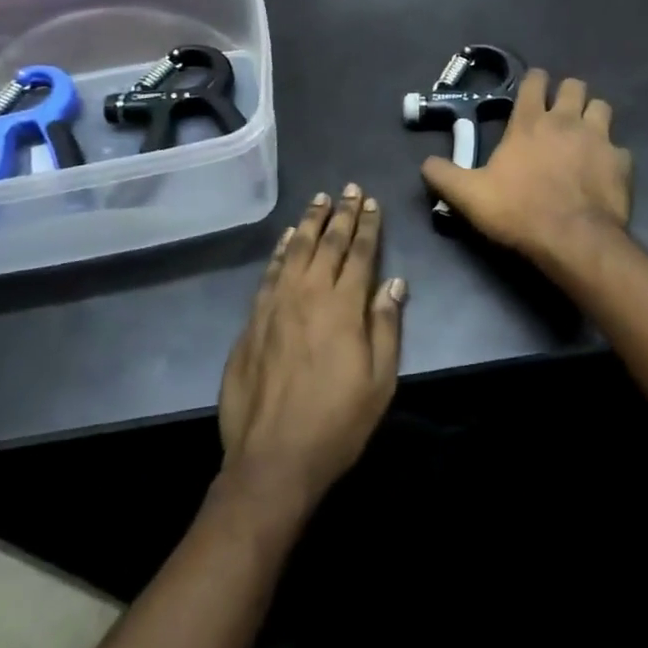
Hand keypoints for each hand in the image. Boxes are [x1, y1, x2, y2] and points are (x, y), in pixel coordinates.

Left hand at [218, 187, 406, 510]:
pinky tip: (287, 238)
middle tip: (349, 189)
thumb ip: (386, 326)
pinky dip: (280, 250)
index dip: (367, 226)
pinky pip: (270, 272)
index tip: (371, 202)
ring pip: (296, 250)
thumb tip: (394, 282)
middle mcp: (309, 294)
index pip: (359, 254)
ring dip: (310, 222)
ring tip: (320, 199)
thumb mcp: (379, 382)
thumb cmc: (336, 423)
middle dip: (341, 214)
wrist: (272, 458)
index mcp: (343, 307)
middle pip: (328, 243)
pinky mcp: (253, 319)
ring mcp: (276, 304)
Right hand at [421, 70, 631, 270]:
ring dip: (593, 116)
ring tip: (585, 133)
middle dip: (568, 93)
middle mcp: (566, 120)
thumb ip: (443, 176)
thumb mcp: (469, 196)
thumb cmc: (518, 211)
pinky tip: (604, 170)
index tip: (533, 88)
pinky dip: (612, 156)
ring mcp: (599, 139)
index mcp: (530, 122)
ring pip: (602, 107)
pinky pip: (620, 149)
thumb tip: (424, 163)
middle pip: (575, 86)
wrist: (572, 240)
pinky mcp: (621, 162)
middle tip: (559, 112)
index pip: (535, 82)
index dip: (534, 80)